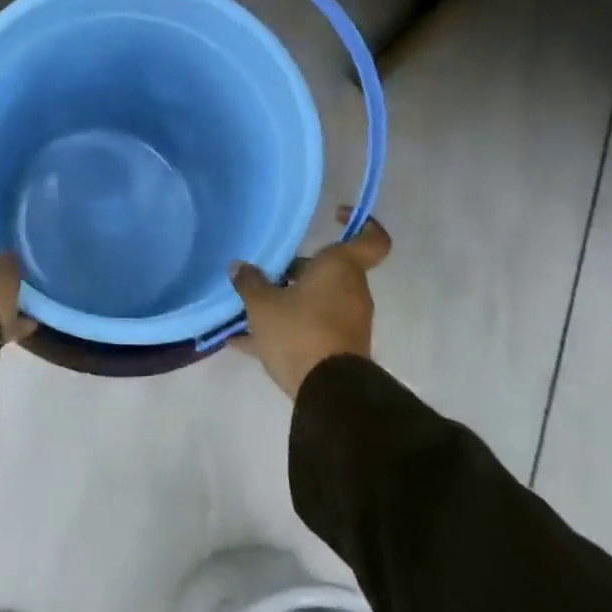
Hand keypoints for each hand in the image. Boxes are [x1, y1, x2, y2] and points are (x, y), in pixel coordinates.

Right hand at [230, 208, 390, 397]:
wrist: (329, 396)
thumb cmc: (300, 332)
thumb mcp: (263, 305)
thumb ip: (250, 282)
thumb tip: (239, 267)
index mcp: (341, 269)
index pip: (371, 239)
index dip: (361, 222)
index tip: (336, 216)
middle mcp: (351, 291)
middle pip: (327, 270)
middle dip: (296, 270)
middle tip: (265, 272)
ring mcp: (347, 322)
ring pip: (316, 299)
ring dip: (288, 300)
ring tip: (249, 308)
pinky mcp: (340, 349)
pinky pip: (311, 328)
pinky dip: (285, 330)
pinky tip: (245, 342)